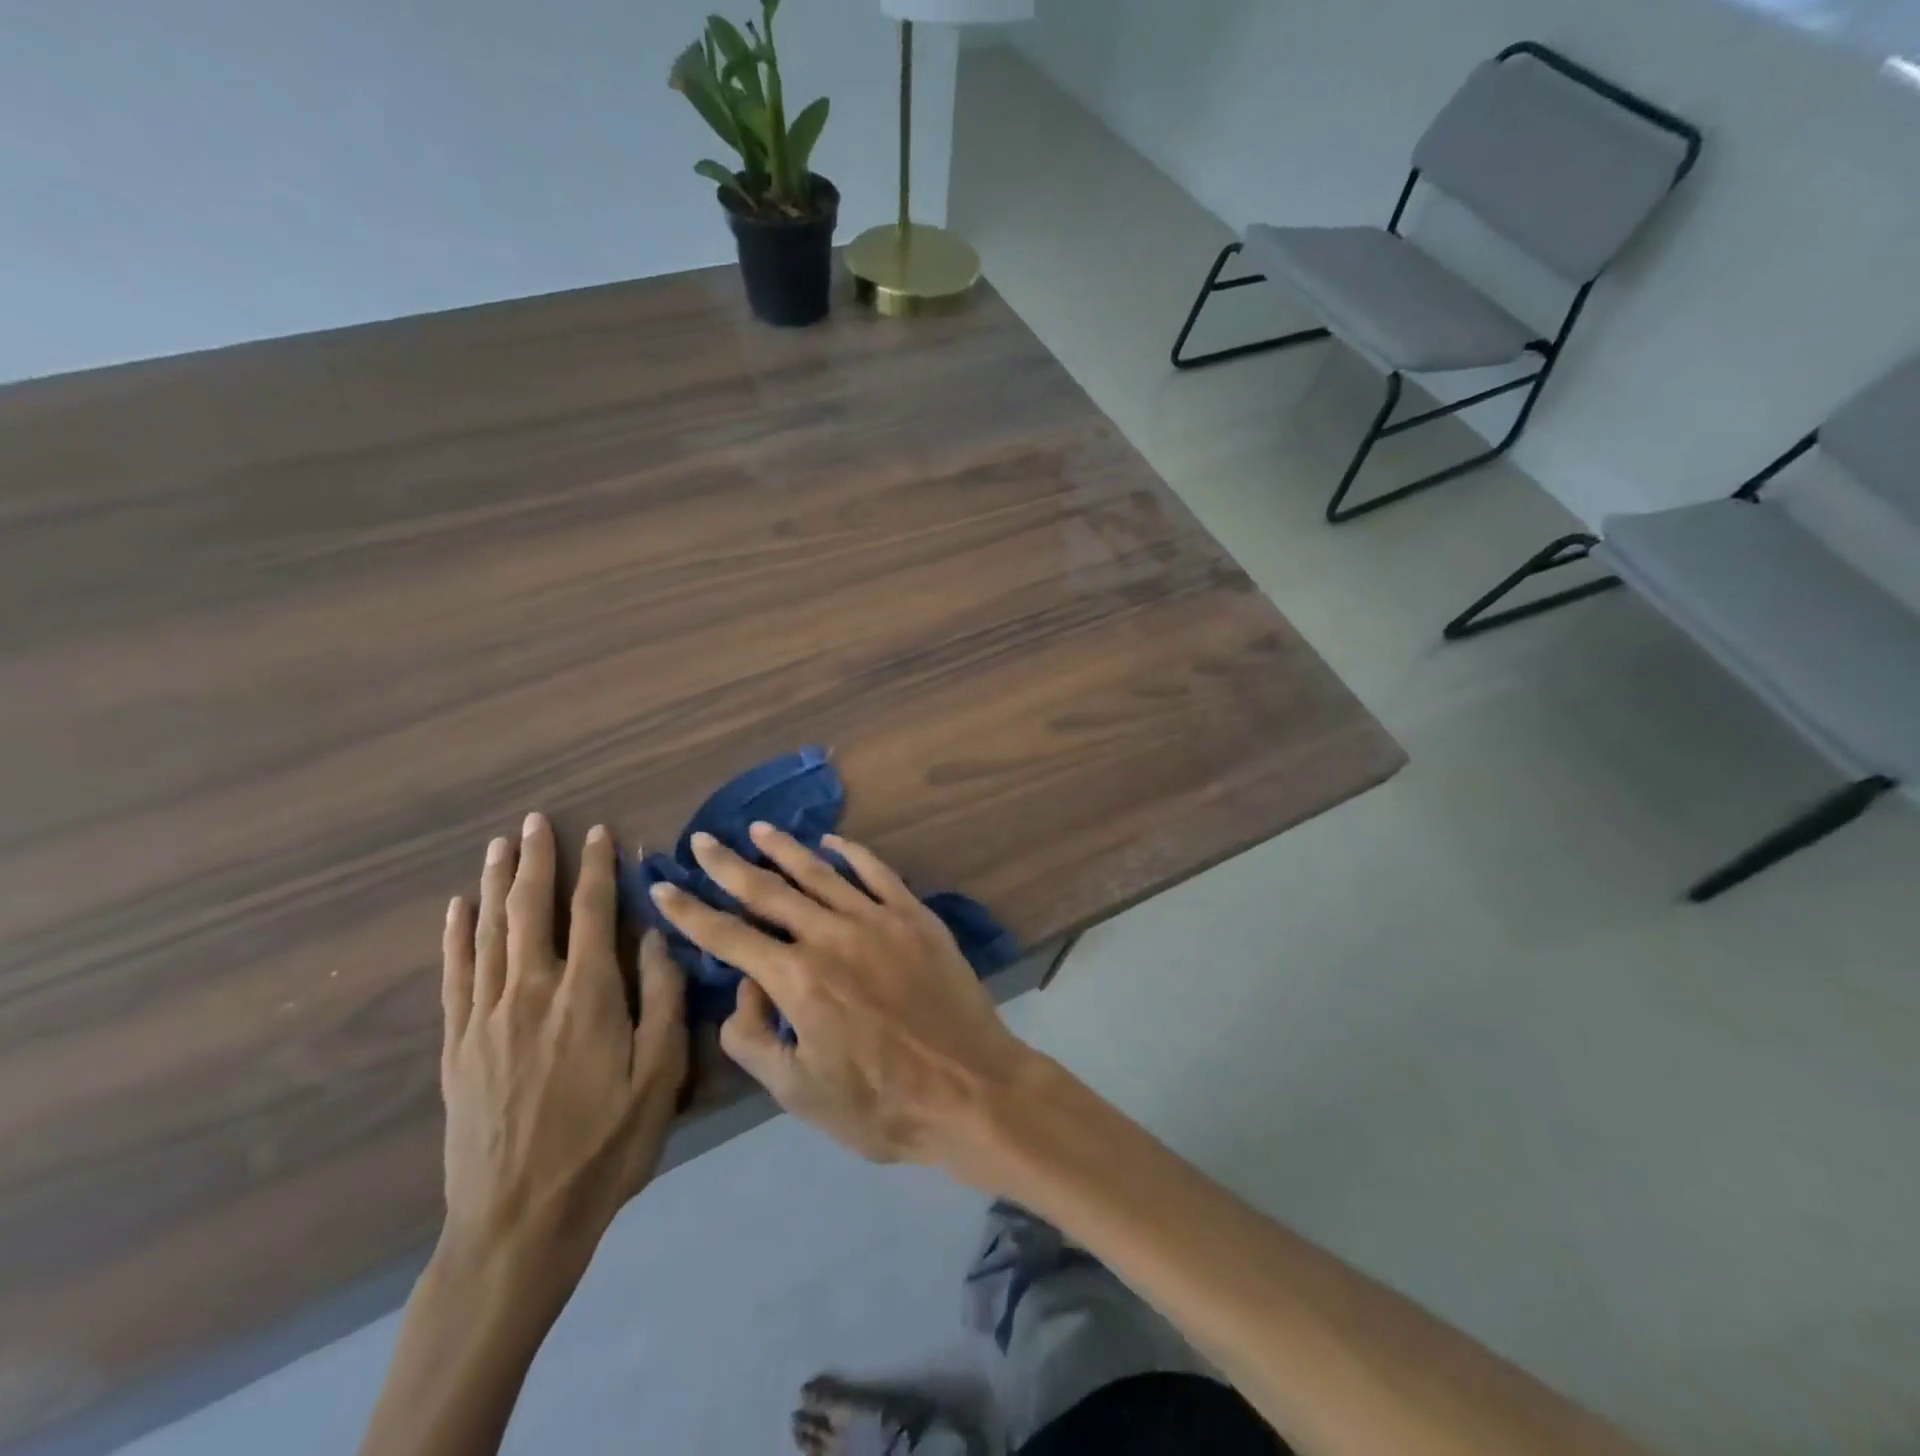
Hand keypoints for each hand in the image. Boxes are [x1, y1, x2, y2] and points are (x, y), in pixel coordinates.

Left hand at [439, 814, 687, 1297]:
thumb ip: (662, 998)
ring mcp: (487, 1017)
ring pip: (490, 932)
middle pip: (532, 910)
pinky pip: (455, 974)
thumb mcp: (660, 1075)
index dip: (598, 869)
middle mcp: (532, 991)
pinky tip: (458, 908)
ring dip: (497, 884)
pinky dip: (456, 935)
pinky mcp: (458, 1045)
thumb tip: (659, 933)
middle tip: (535, 821)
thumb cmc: (606, 1146)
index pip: (592, 912)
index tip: (600, 833)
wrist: (519, 1223)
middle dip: (538, 861)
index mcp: (588, 995)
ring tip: (500, 846)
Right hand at [647, 824, 1032, 1170]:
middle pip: (768, 891)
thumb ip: (752, 1038)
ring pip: (820, 872)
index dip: (690, 911)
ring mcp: (877, 919)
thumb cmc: (880, 1103)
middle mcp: (831, 935)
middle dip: (728, 865)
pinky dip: (852, 852)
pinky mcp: (915, 916)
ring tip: (758, 829)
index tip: (663, 886)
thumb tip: (744, 986)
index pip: (728, 936)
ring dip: (784, 849)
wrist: (970, 1088)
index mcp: (797, 979)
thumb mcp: (798, 1091)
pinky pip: (877, 873)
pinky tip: (832, 841)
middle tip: (701, 840)